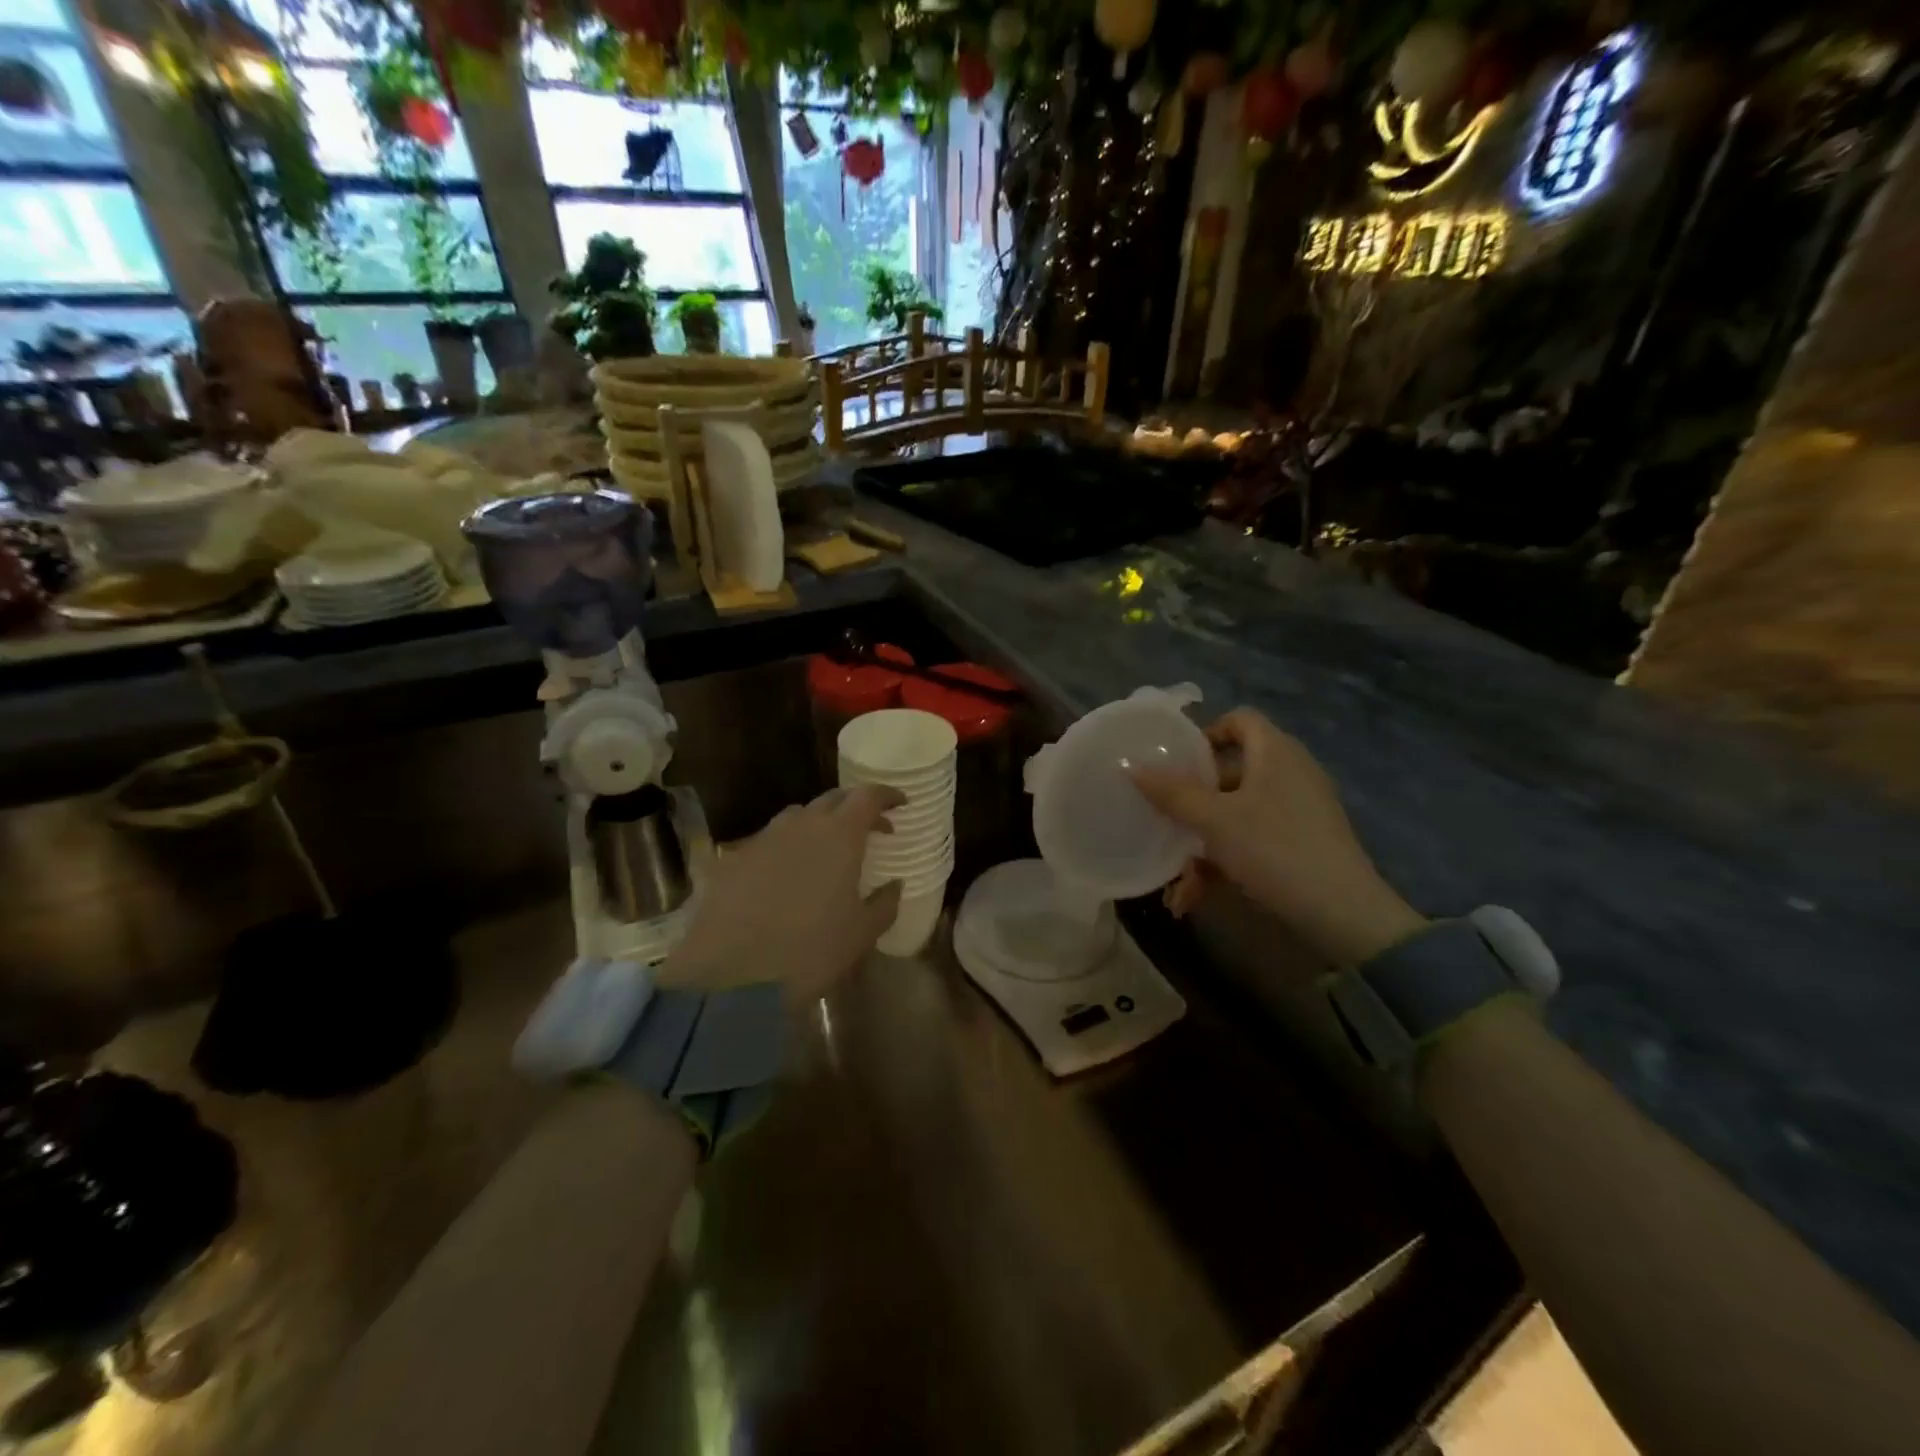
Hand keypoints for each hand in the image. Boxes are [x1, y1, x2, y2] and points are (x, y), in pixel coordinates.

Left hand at [658, 784, 904, 1001]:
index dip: (887, 796)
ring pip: (797, 816)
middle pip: (832, 798)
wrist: (731, 974)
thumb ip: (885, 903)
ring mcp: (764, 838)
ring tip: (827, 849)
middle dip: (854, 807)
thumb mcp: (861, 933)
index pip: (868, 796)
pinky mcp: (734, 858)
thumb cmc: (810, 951)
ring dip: (819, 824)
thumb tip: (894, 884)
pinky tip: (787, 874)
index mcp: (839, 835)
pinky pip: (769, 840)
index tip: (901, 804)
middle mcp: (801, 825)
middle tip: (870, 827)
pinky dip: (787, 847)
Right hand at [1130, 709, 1426, 965]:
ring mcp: (1299, 810)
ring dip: (1202, 843)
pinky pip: (1253, 840)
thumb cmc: (1273, 848)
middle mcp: (1290, 773)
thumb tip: (1131, 767)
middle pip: (1231, 772)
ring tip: (1177, 881)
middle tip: (1165, 819)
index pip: (1239, 719)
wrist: (1343, 913)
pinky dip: (1225, 862)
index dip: (1205, 734)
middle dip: (1193, 802)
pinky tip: (1197, 897)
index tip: (1175, 762)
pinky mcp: (1303, 843)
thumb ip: (1172, 793)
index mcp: (1275, 752)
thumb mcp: (1214, 820)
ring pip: (1237, 814)